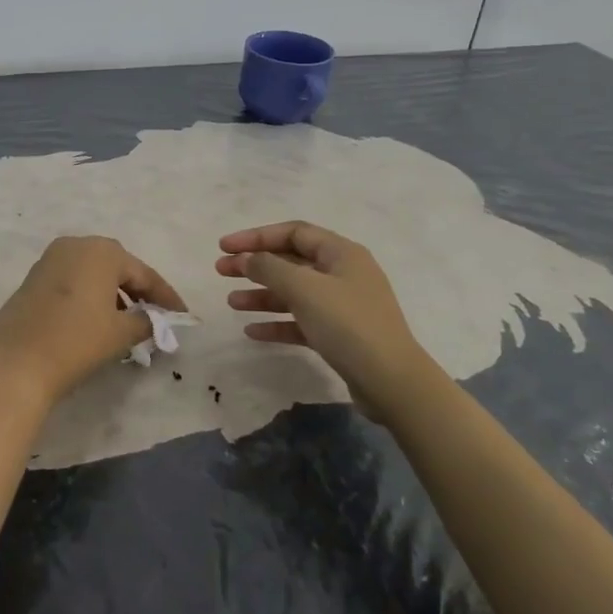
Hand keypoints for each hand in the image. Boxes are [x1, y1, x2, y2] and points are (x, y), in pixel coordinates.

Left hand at [0, 236, 185, 404]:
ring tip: (126, 321)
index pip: (143, 273)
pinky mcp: (33, 278)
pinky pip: (72, 280)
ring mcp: (50, 260)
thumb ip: (145, 322)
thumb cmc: (76, 341)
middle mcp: (75, 246)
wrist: (16, 362)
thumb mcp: (120, 333)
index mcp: (101, 251)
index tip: (182, 315)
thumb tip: (154, 321)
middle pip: (117, 266)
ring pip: (92, 272)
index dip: (165, 296)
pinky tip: (96, 319)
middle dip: (137, 289)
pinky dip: (89, 295)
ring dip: (112, 292)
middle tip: (155, 314)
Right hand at [216, 221, 434, 395]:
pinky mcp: (339, 334)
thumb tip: (247, 258)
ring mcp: (342, 305)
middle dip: (255, 265)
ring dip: (261, 294)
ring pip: (294, 292)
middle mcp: (343, 273)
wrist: (391, 381)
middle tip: (221, 271)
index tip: (224, 247)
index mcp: (341, 253)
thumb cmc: (348, 324)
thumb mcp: (304, 289)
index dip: (256, 236)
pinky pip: (301, 321)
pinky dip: (277, 323)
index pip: (293, 232)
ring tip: (231, 303)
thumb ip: (270, 268)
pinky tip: (252, 331)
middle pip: (291, 261)